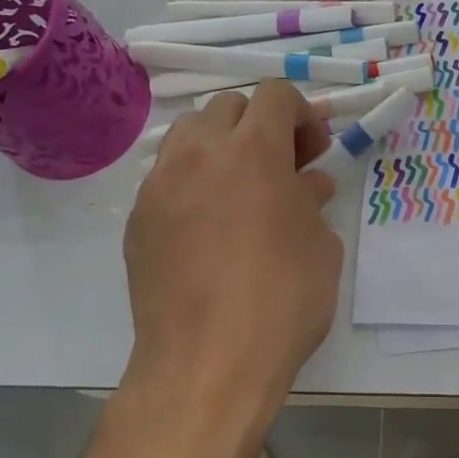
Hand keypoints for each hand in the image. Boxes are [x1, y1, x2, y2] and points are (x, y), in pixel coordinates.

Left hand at [123, 81, 342, 401]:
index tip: (313, 153)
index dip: (301, 115)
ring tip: (241, 192)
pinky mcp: (137, 220)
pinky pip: (167, 179)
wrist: (208, 362)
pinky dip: (193, 184)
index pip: (275, 95)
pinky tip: (210, 229)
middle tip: (280, 170)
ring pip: (189, 136)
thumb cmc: (282, 299)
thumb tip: (305, 185)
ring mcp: (160, 186)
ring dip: (221, 148)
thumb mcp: (320, 246)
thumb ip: (311, 202)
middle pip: (228, 108)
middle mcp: (200, 154)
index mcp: (253, 151)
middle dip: (260, 127)